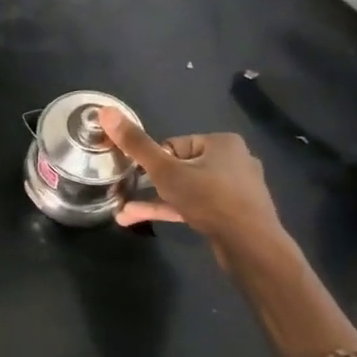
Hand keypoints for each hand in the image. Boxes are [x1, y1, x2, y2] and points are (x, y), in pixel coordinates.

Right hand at [100, 109, 284, 265]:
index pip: (173, 145)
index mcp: (222, 142)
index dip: (154, 162)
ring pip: (187, 189)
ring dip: (156, 200)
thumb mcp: (165, 171)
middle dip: (152, 183)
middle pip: (180, 167)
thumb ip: (136, 144)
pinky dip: (173, 211)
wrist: (250, 245)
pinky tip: (144, 221)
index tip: (143, 178)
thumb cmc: (208, 199)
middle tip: (127, 196)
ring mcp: (236, 189)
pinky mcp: (234, 213)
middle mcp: (234, 160)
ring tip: (124, 215)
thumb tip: (105, 111)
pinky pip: (197, 206)